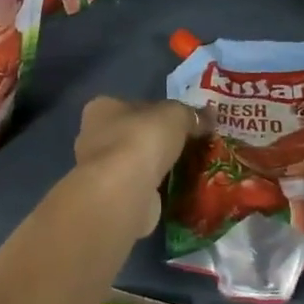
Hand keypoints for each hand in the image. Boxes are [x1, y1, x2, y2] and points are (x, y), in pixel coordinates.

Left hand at [74, 97, 202, 235]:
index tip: (181, 123)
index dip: (158, 112)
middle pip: (133, 135)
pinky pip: (138, 188)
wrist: (123, 192)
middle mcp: (93, 136)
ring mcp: (99, 170)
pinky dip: (154, 190)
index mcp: (102, 108)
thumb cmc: (142, 140)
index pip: (133, 105)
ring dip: (156, 168)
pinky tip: (175, 192)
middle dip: (157, 142)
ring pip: (135, 163)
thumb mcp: (176, 115)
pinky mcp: (110, 198)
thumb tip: (209, 116)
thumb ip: (192, 115)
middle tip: (188, 147)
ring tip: (187, 170)